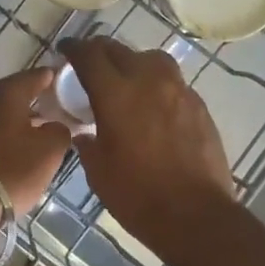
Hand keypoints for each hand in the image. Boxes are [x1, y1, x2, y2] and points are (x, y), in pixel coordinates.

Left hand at [0, 67, 72, 218]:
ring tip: (36, 137)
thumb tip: (55, 126)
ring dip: (16, 122)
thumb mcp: (49, 151)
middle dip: (34, 102)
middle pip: (13, 94)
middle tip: (55, 113)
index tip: (67, 84)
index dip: (54, 79)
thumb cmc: (10, 170)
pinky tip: (11, 153)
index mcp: (5, 92)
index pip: (36, 76)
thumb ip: (60, 131)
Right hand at [60, 37, 235, 265]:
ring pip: (151, 58)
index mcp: (116, 94)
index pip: (89, 55)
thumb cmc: (138, 196)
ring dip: (133, 62)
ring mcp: (178, 91)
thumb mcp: (98, 172)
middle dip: (100, 52)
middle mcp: (148, 81)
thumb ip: (88, 144)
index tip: (65, 50)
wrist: (196, 216)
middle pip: (119, 50)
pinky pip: (173, 82)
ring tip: (127, 80)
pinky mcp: (199, 105)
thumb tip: (86, 133)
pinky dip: (157, 85)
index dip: (74, 48)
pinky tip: (154, 106)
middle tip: (90, 63)